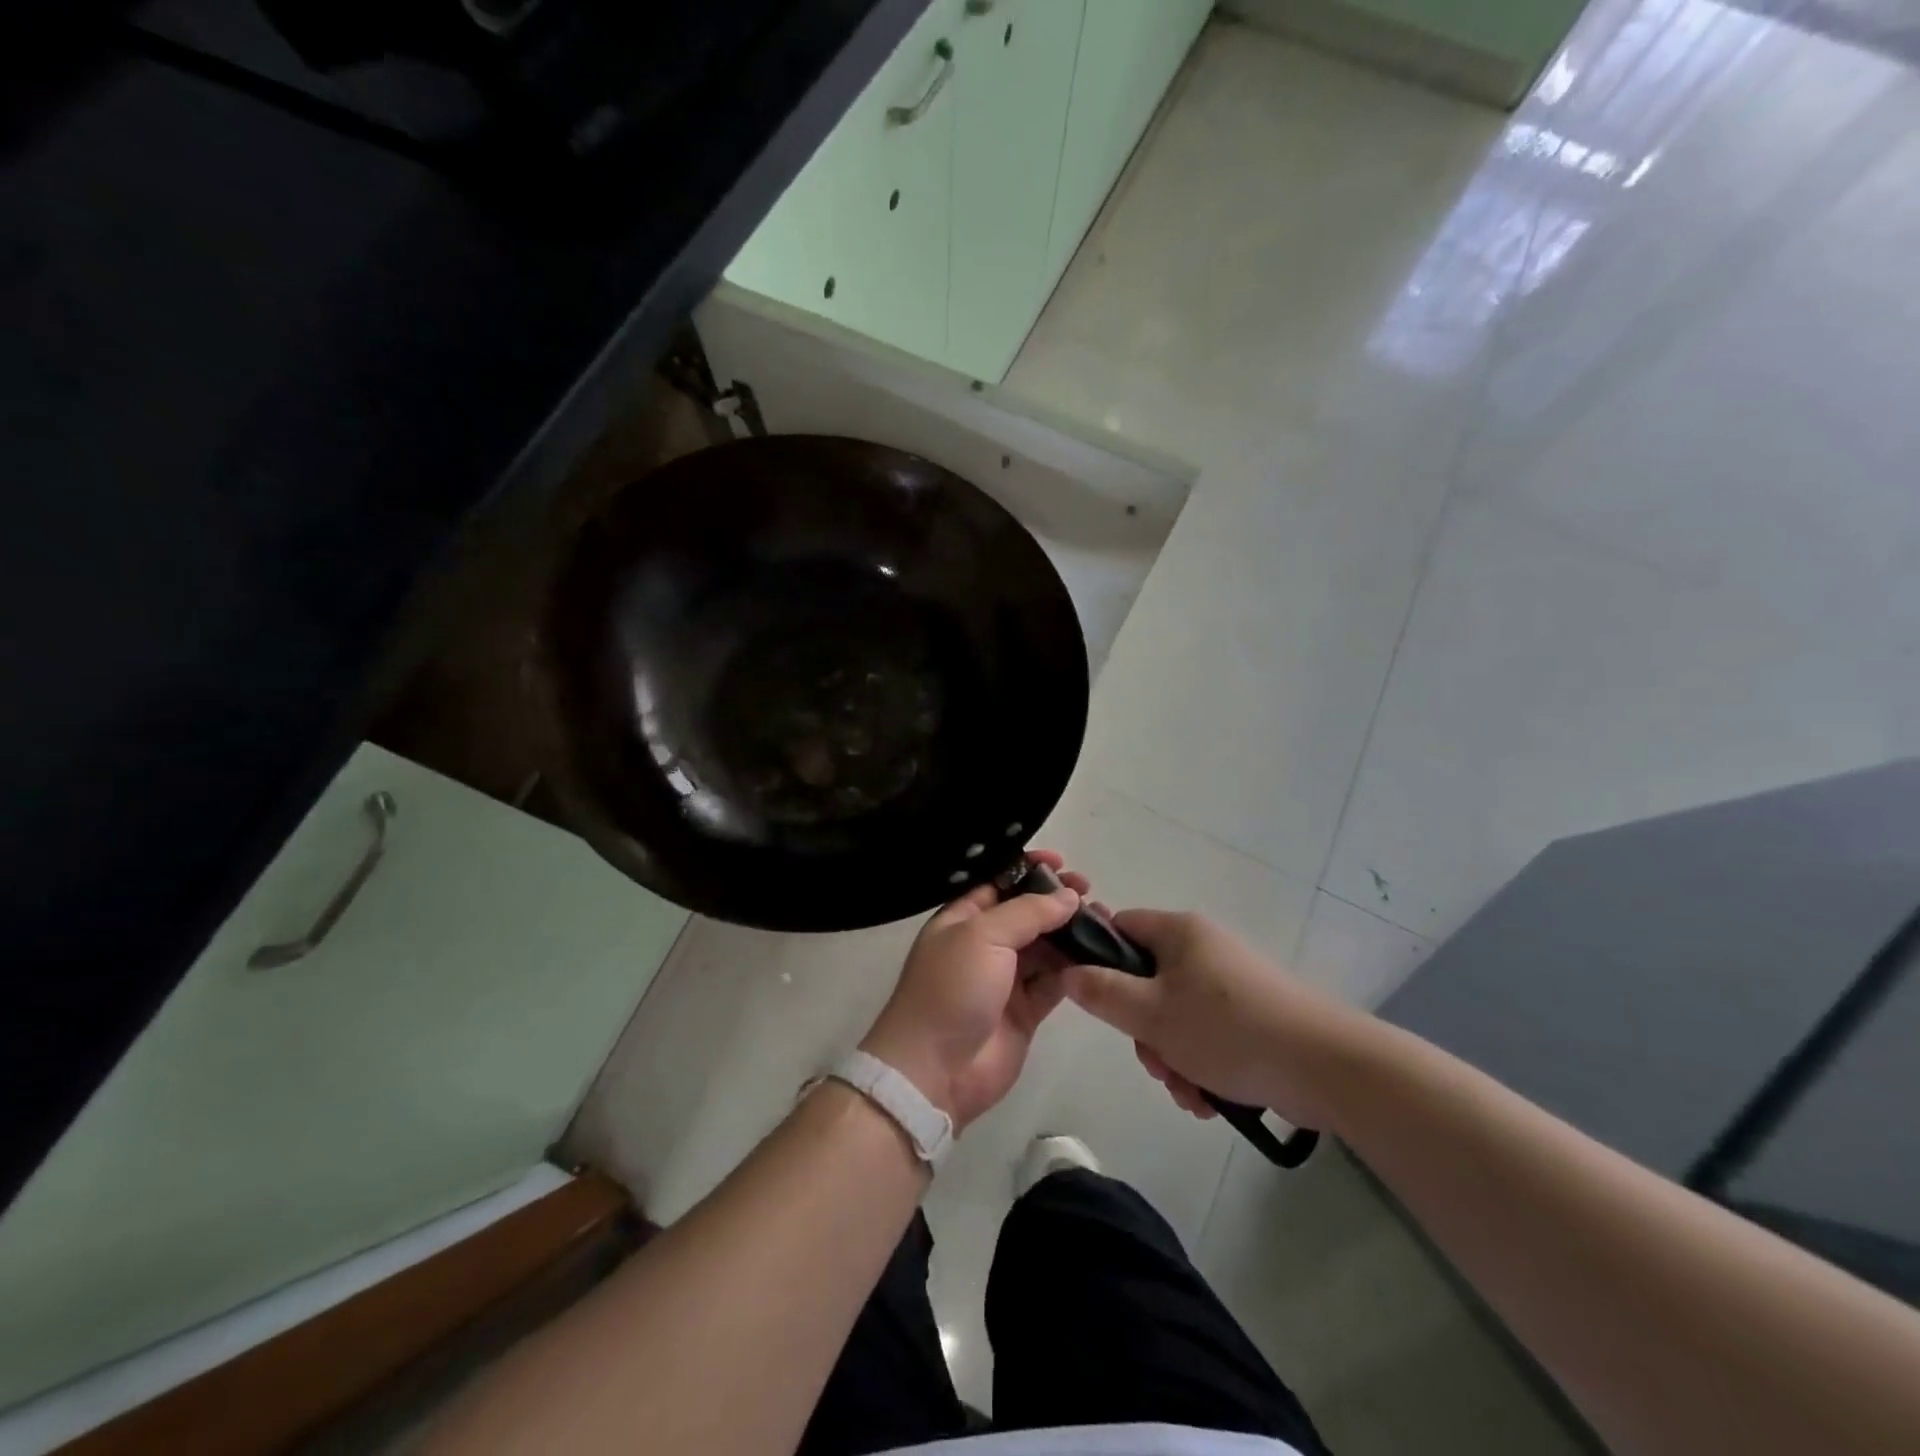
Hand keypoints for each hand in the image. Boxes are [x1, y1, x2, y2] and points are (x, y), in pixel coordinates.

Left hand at [860, 852, 1085, 1131]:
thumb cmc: (951, 989)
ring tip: (1103, 920)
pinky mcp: (1026, 1010)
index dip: (1028, 869)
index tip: (1061, 861)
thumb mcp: (982, 936)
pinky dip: (1075, 968)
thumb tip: (1068, 896)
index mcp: (963, 918)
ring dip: (1071, 933)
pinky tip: (1099, 956)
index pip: (999, 883)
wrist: (935, 1070)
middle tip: (1089, 891)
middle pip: (1027, 912)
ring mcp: (1006, 977)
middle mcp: (984, 943)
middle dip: (1056, 900)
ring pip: (1045, 946)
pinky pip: (1055, 981)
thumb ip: (1027, 912)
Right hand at [1060, 909, 1366, 1132]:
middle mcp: (1204, 949)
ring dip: (1171, 1056)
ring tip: (1189, 1091)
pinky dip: (1201, 1065)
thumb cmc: (1228, 1030)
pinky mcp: (1253, 1015)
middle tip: (1156, 1061)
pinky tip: (1209, 1099)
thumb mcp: (1152, 1014)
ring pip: (1175, 1015)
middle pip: (1147, 981)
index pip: (1121, 927)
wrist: (1328, 1067)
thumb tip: (1068, 971)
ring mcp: (1231, 983)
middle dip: (1144, 1030)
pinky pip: (1207, 1034)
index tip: (1097, 1000)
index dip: (1100, 959)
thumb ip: (1102, 992)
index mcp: (1180, 932)